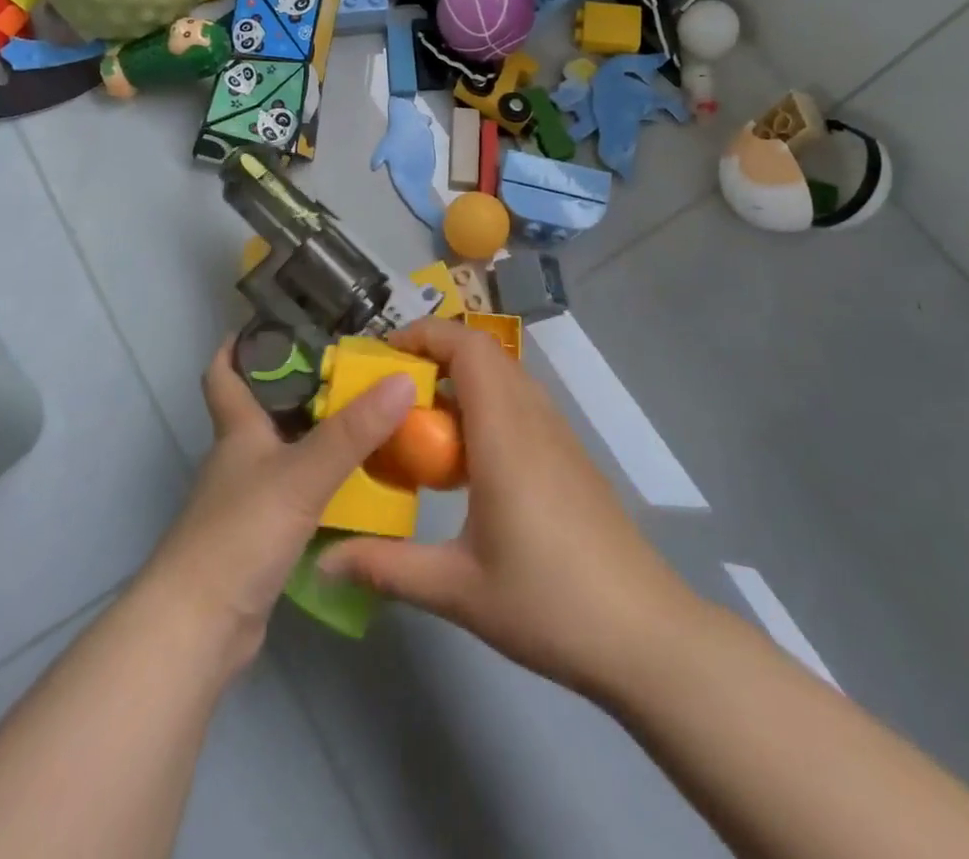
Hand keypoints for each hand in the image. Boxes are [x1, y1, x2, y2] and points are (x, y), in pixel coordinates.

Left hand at [139, 337, 415, 676]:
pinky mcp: (261, 538)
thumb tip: (402, 379)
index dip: (238, 346)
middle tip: (354, 371)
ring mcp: (248, 501)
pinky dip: (325, 483)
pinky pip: (298, 494)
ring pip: (285, 453)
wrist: (201, 628)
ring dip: (319, 437)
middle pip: (264, 410)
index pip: (224, 374)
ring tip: (370, 421)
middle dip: (302, 387)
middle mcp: (239, 459)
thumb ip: (353, 431)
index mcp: (237, 431)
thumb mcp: (302, 474)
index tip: (270, 323)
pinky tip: (359, 485)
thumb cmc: (240, 533)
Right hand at [318, 319, 687, 695]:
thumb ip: (387, 566)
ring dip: (461, 378)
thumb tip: (323, 559)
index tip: (382, 356)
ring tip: (421, 420)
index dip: (424, 335)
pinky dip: (485, 403)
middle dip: (434, 353)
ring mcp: (558, 434)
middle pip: (484, 352)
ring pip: (505, 375)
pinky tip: (467, 458)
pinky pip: (520, 402)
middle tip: (391, 389)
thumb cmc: (548, 604)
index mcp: (504, 433)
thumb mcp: (457, 589)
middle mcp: (533, 418)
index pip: (467, 347)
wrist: (645, 634)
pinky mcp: (570, 454)